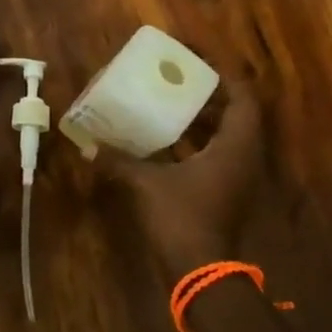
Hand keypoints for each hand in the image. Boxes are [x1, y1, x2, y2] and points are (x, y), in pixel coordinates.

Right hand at [99, 79, 263, 276]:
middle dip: (207, 93)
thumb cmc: (183, 218)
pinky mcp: (224, 191)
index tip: (196, 59)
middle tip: (175, 78)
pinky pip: (214, 154)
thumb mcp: (147, 184)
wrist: (202, 271)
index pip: (243, 97)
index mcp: (235, 146)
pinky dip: (194, 142)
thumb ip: (120, 160)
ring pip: (225, 135)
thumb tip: (88, 145)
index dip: (223, 74)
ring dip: (200, 118)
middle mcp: (243, 156)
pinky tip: (164, 139)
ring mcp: (235, 176)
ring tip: (167, 101)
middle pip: (235, 113)